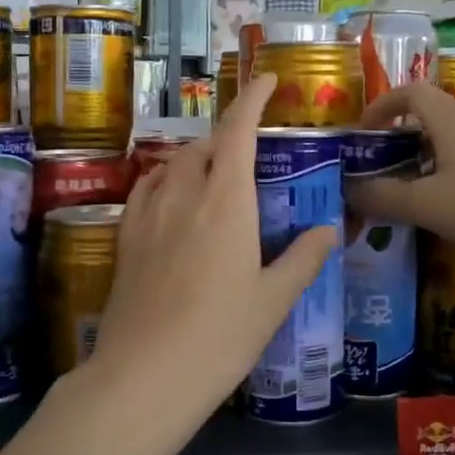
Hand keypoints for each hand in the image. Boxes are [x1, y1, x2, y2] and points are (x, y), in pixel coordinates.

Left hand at [81, 72, 335, 428]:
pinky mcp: (125, 239)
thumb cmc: (219, 338)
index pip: (238, 132)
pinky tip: (170, 199)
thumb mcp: (272, 301)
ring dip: (195, 158)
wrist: (144, 375)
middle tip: (249, 152)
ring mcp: (147, 216)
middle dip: (227, 137)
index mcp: (225, 203)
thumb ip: (302, 259)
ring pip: (171, 165)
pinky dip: (163, 180)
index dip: (252, 98)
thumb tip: (329, 229)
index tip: (267, 79)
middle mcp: (182, 197)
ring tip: (212, 175)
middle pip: (203, 146)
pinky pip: (144, 191)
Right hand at [347, 81, 454, 271]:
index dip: (380, 107)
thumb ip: (382, 196)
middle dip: (399, 139)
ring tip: (410, 192)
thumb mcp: (425, 204)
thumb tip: (348, 190)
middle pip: (429, 116)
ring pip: (452, 140)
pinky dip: (450, 174)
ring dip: (425, 159)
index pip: (408, 92)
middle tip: (380, 169)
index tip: (362, 134)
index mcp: (451, 118)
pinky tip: (450, 208)